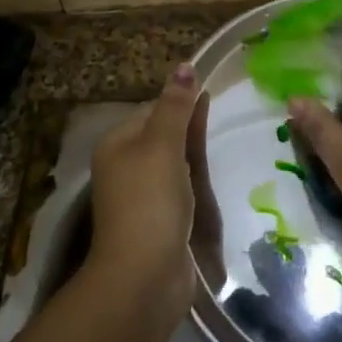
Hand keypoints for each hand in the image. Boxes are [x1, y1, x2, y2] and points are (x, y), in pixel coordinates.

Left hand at [89, 64, 208, 325]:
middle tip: (224, 115)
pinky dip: (196, 182)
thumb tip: (185, 65)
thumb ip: (176, 106)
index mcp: (117, 144)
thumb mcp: (163, 145)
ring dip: (194, 154)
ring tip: (223, 141)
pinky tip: (212, 178)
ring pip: (173, 163)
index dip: (180, 100)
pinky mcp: (159, 221)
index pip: (152, 109)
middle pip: (163, 135)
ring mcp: (141, 196)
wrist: (144, 277)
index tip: (212, 93)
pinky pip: (180, 189)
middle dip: (189, 126)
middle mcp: (125, 167)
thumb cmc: (150, 202)